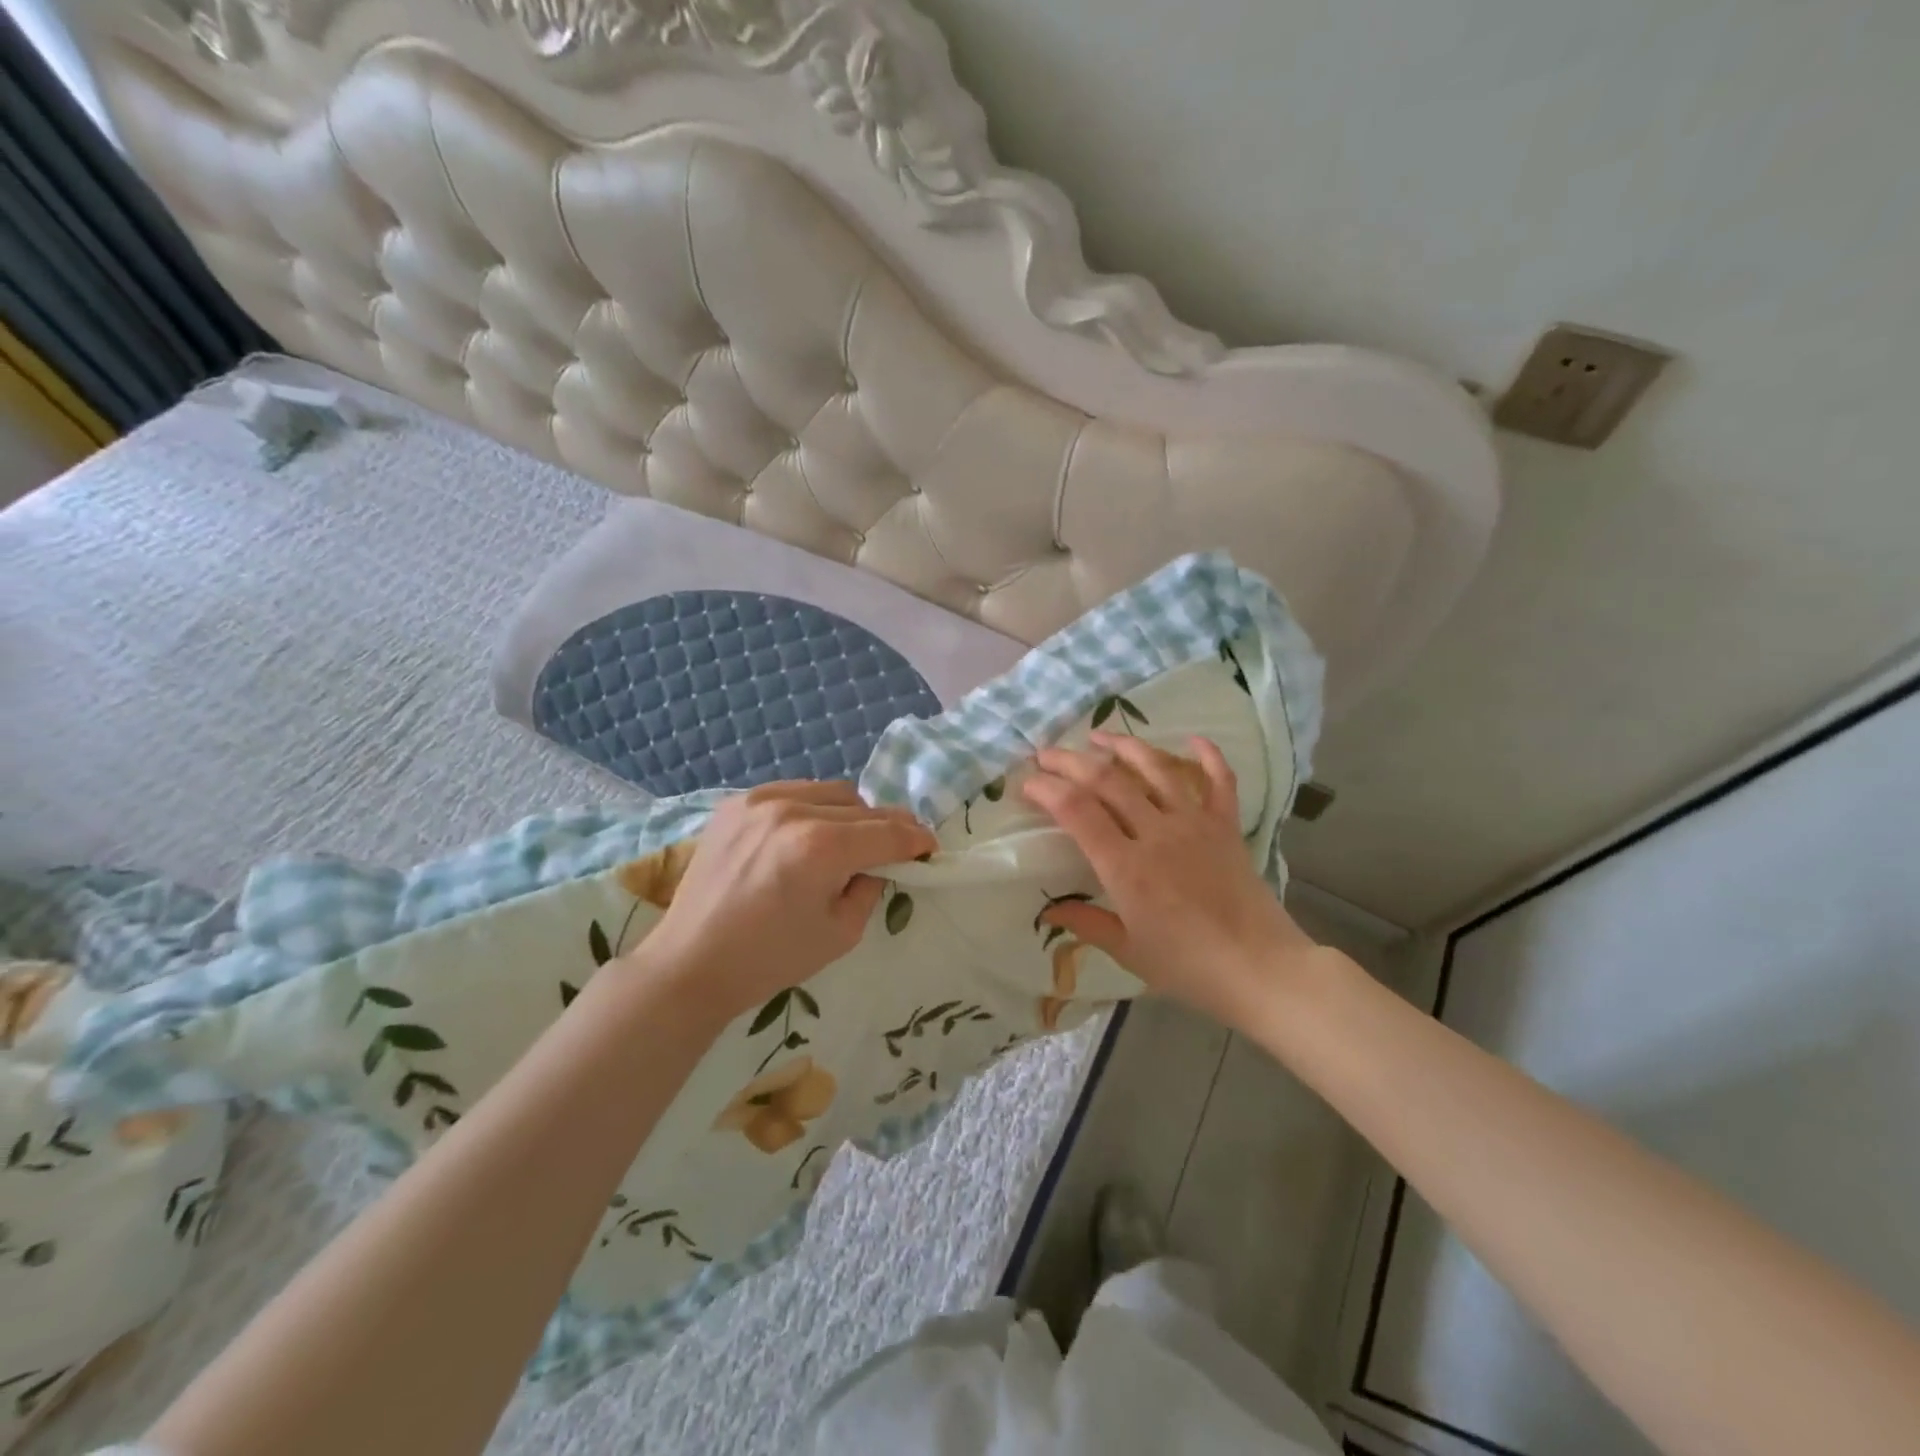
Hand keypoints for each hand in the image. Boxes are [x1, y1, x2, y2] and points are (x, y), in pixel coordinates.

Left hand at [619, 782, 934, 1027]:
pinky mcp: (736, 804)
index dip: (915, 839)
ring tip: (848, 841)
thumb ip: (870, 887)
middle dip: (886, 827)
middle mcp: (792, 811)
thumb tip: (878, 863)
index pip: (886, 832)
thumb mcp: (841, 933)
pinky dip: (813, 808)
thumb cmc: (770, 959)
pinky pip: (794, 792)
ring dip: (850, 814)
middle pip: (862, 806)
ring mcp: (759, 801)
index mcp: (820, 848)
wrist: (692, 963)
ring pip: (830, 792)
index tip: (930, 846)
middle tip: (896, 847)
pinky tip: (808, 834)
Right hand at [1021, 733, 1327, 1030]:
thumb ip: (1087, 923)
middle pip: (1107, 780)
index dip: (1046, 789)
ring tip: (1098, 735)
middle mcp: (1157, 833)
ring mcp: (1195, 823)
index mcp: (1126, 866)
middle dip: (1070, 761)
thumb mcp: (1128, 951)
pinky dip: (1208, 755)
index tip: (1027, 784)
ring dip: (1123, 745)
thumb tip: (1049, 911)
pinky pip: (1219, 780)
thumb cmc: (1188, 966)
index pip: (1076, 810)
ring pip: (1156, 767)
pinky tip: (1193, 738)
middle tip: (1046, 755)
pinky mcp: (1226, 826)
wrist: (1261, 969)